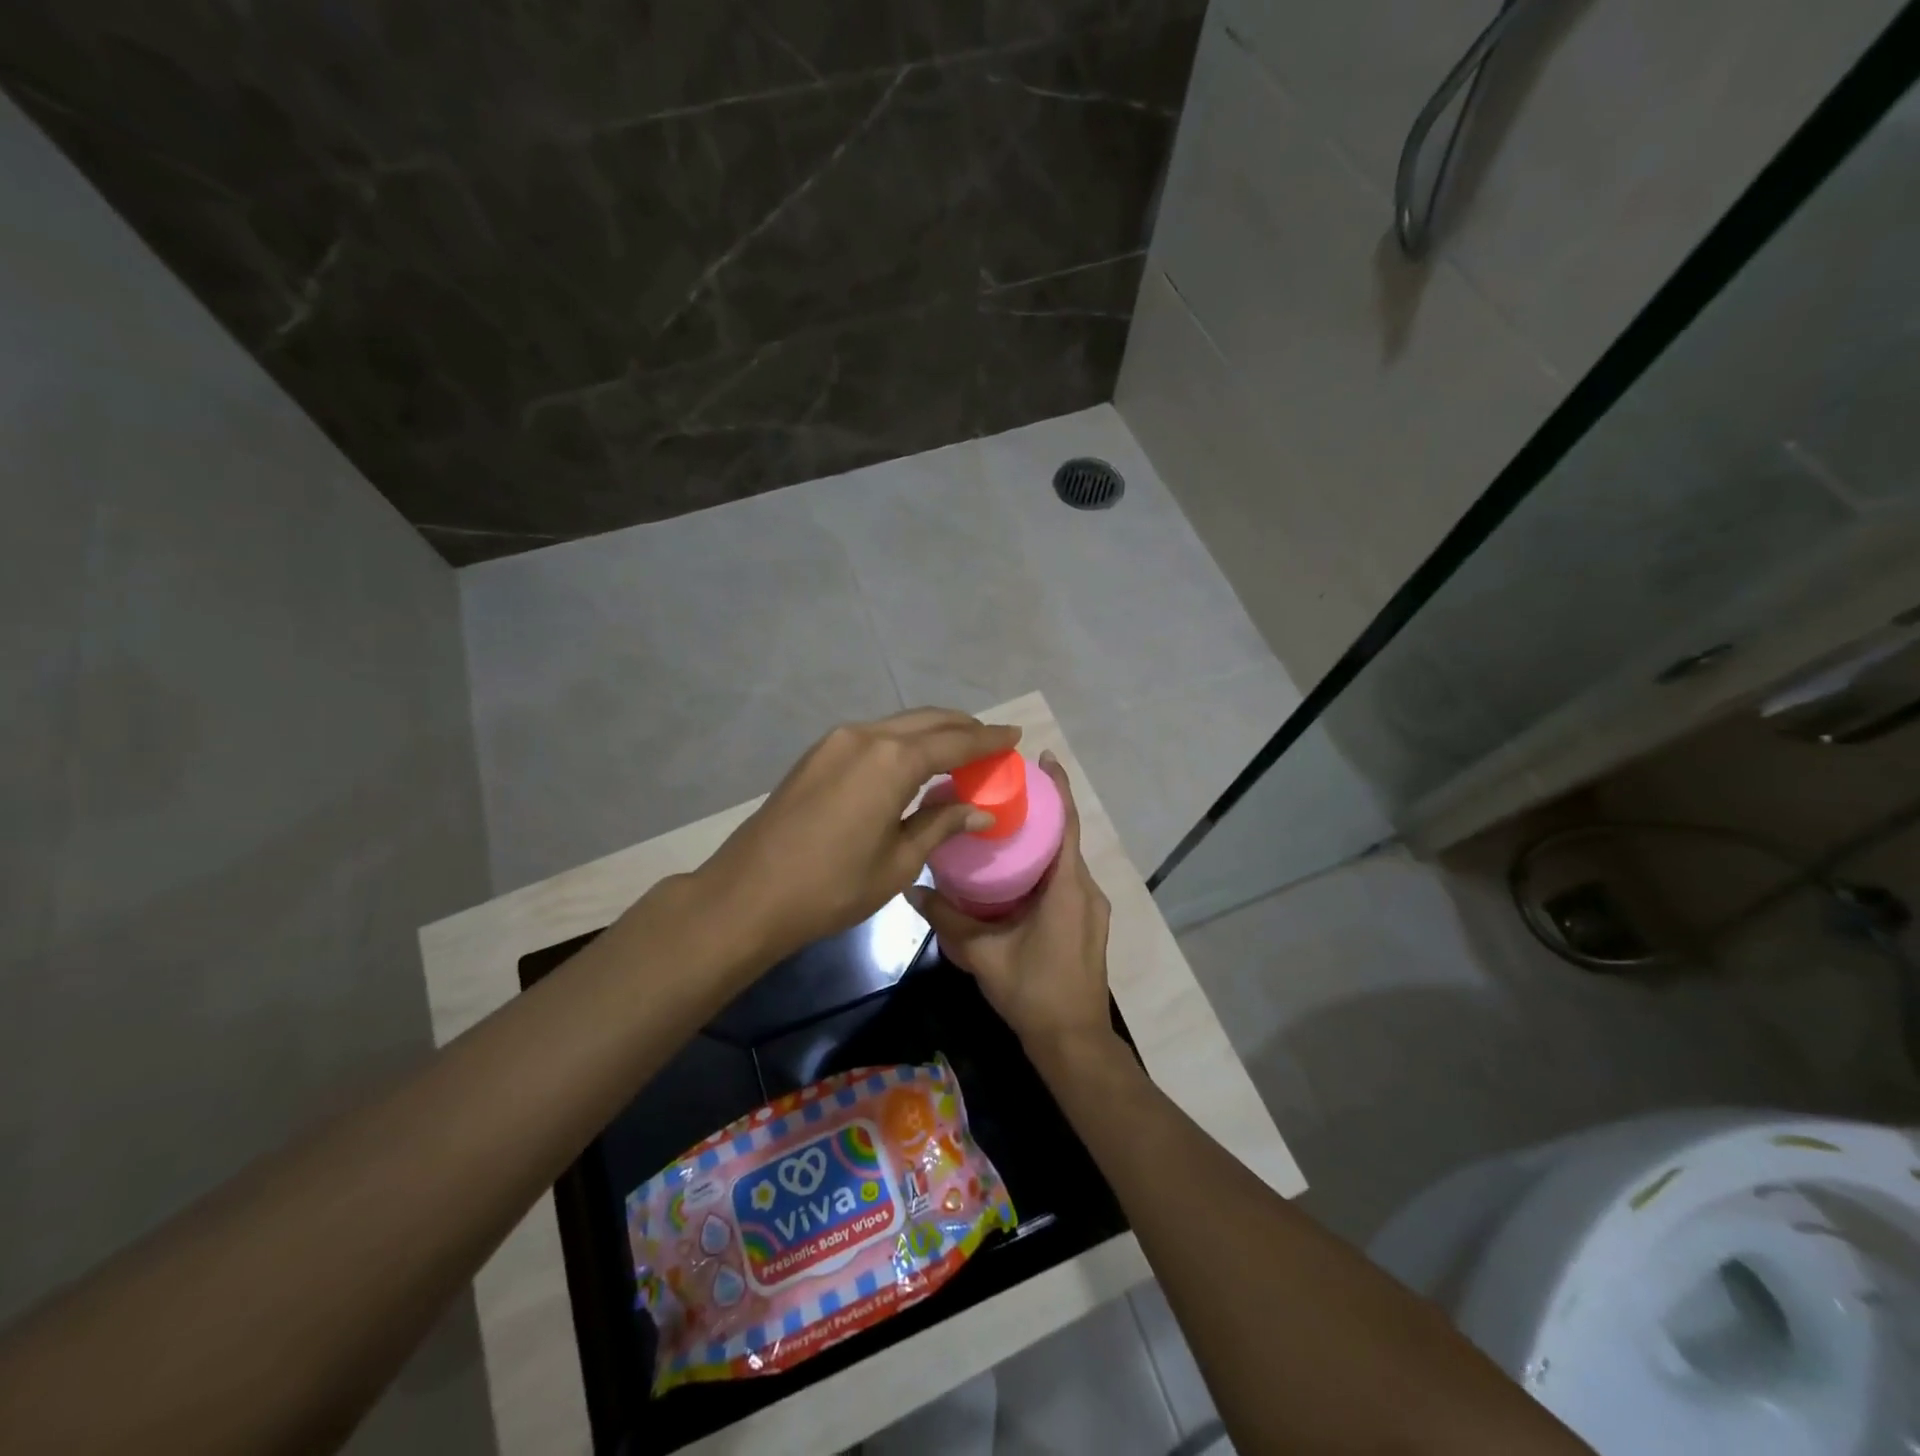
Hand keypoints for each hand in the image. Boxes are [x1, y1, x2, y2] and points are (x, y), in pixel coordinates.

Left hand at [695, 708, 1020, 961]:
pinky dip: (902, 742)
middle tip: (991, 741)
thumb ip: (941, 825)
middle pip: (927, 721)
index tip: (1015, 735)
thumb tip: (980, 811)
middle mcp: (865, 736)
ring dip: (932, 732)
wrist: (748, 894)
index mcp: (892, 760)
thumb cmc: (832, 886)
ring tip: (959, 750)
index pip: (955, 741)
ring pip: (898, 725)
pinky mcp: (817, 754)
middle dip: (963, 728)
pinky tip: (913, 762)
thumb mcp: (898, 862)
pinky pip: (874, 737)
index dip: (988, 739)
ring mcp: (836, 741)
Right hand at [907, 752, 1116, 1064]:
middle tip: (1003, 793)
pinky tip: (1014, 874)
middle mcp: (1087, 890)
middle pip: (1066, 838)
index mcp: (1068, 887)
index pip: (1067, 824)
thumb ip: (946, 919)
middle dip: (1040, 812)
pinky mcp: (1087, 924)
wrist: (1073, 1043)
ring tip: (1003, 828)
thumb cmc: (1033, 992)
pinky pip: (1066, 881)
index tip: (1043, 758)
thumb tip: (910, 890)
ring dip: (1041, 842)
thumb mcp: (982, 954)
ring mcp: (1091, 908)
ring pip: (1066, 862)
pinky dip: (1045, 867)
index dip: (1059, 788)